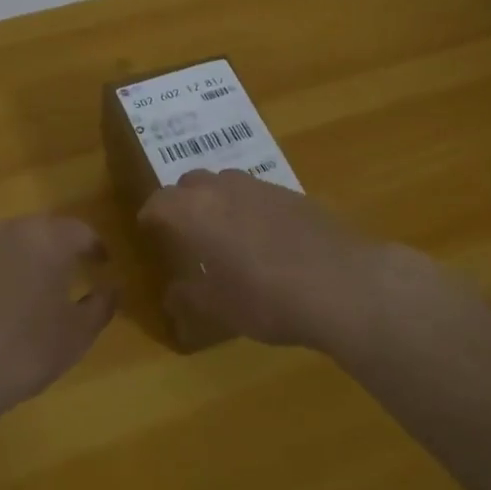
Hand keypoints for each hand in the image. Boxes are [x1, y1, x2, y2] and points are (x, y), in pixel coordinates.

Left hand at [0, 216, 116, 427]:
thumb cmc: (26, 349)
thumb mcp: (78, 334)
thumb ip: (102, 304)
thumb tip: (112, 286)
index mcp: (50, 239)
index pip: (81, 231)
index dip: (95, 247)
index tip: (102, 264)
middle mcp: (13, 230)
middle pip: (43, 230)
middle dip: (59, 247)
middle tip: (69, 272)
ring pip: (11, 241)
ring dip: (26, 256)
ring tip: (31, 286)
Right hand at [137, 169, 376, 348]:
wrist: (342, 284)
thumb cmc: (266, 299)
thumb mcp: (219, 308)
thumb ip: (190, 297)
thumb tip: (173, 293)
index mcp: (195, 212)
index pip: (160, 201)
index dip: (151, 214)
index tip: (149, 229)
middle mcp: (225, 189)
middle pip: (192, 182)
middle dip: (182, 200)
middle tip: (184, 229)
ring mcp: (263, 188)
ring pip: (227, 181)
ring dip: (217, 199)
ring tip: (223, 231)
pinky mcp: (295, 195)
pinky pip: (258, 193)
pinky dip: (249, 207)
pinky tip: (263, 237)